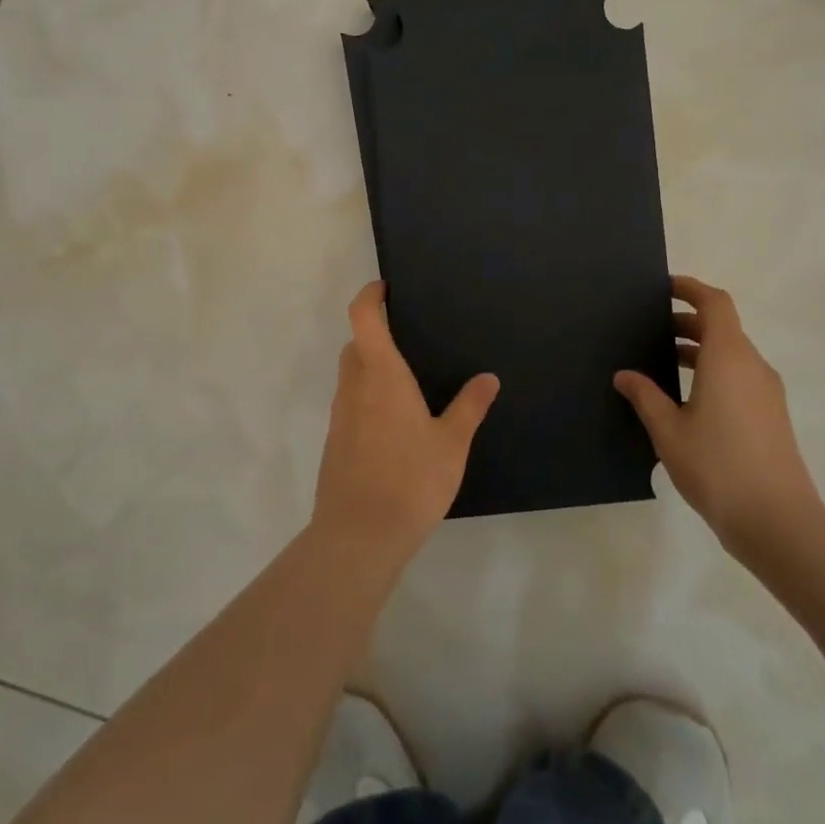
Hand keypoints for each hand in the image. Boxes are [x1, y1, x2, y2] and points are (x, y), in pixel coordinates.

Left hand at [313, 282, 500, 563]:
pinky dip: (366, 397)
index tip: (385, 288)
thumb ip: (469, 407)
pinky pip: (350, 404)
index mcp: (382, 375)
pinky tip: (394, 423)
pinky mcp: (336, 442)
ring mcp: (341, 416)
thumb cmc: (410, 480)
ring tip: (406, 381)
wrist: (360, 536)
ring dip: (369, 366)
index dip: (370, 295)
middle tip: (407, 337)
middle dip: (373, 333)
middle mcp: (355, 387)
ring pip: (350, 375)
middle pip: (355, 344)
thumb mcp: (452, 443)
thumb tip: (488, 378)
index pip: (363, 317)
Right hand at [615, 276, 824, 561]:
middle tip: (651, 329)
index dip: (691, 289)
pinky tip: (687, 399)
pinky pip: (740, 376)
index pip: (715, 303)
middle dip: (688, 321)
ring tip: (663, 363)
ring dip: (700, 349)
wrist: (778, 522)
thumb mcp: (668, 430)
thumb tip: (625, 375)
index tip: (664, 287)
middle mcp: (753, 366)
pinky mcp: (772, 416)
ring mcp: (767, 392)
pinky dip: (714, 371)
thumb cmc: (717, 467)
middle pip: (723, 327)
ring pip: (732, 353)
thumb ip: (645, 396)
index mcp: (729, 358)